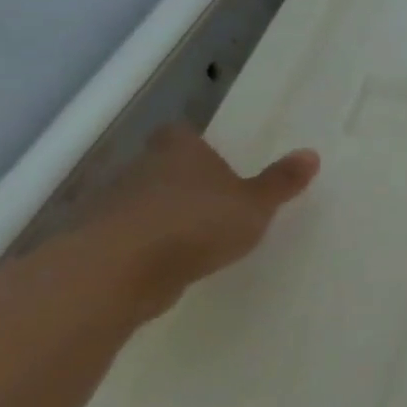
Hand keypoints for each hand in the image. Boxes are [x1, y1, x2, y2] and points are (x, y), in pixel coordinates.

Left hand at [79, 125, 319, 316]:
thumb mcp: (255, 205)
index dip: (194, 143)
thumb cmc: (195, 224)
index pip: (180, 134)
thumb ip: (281, 182)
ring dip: (160, 215)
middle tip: (211, 199)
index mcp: (179, 151)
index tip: (213, 158)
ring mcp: (110, 206)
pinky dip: (143, 246)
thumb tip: (311, 153)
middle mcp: (140, 169)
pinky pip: (126, 237)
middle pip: (159, 166)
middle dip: (181, 180)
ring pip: (140, 201)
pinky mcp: (94, 244)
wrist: (115, 272)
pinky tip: (165, 264)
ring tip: (192, 237)